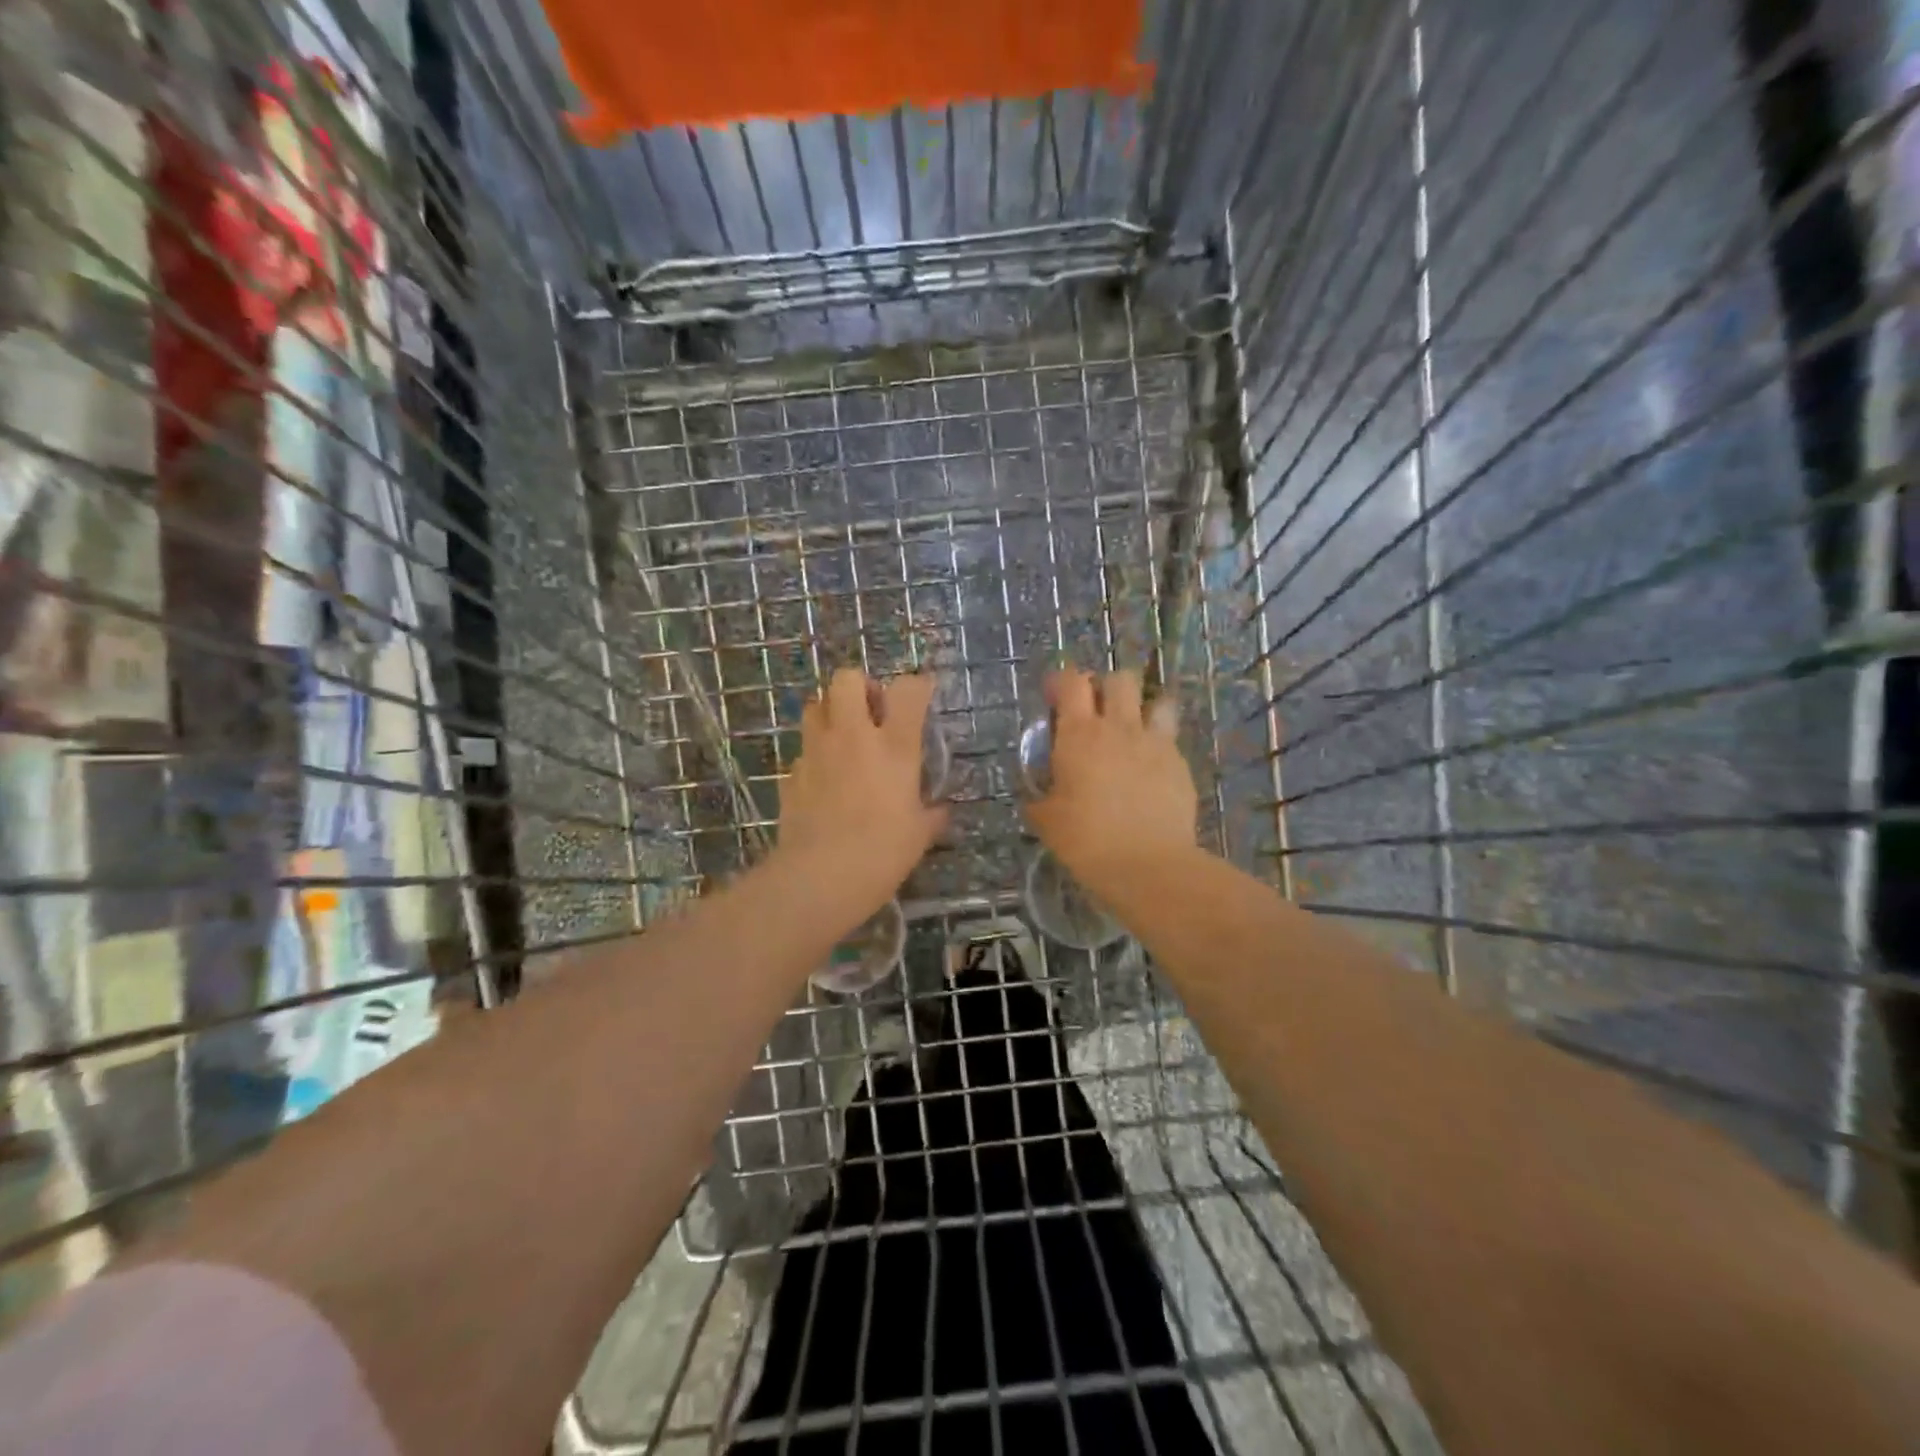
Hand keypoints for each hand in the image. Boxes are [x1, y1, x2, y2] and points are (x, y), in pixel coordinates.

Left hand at [775, 668, 946, 921]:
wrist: (821, 877)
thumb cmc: (884, 851)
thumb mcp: (920, 834)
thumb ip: (932, 814)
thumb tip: (941, 811)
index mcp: (894, 745)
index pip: (907, 689)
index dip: (917, 686)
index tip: (922, 695)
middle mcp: (852, 736)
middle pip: (847, 679)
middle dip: (860, 687)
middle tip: (872, 713)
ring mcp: (816, 752)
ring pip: (814, 705)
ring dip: (831, 713)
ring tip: (845, 740)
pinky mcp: (791, 774)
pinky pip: (803, 751)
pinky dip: (815, 757)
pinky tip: (825, 782)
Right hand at [1025, 669, 1197, 894]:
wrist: (1148, 864)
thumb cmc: (1086, 839)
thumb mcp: (1047, 821)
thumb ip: (1039, 800)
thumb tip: (1036, 798)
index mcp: (1080, 733)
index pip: (1072, 682)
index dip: (1062, 681)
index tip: (1053, 696)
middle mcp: (1119, 727)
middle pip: (1119, 679)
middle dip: (1105, 687)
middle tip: (1094, 711)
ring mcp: (1155, 743)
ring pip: (1156, 700)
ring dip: (1142, 708)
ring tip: (1131, 730)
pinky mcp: (1180, 764)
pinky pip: (1170, 739)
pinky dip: (1158, 744)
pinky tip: (1149, 769)